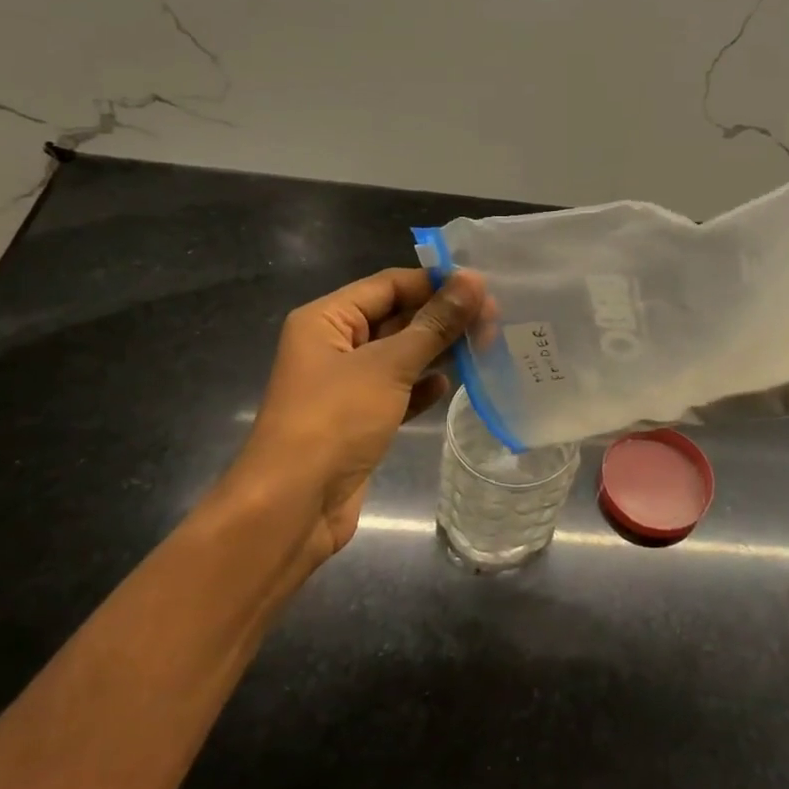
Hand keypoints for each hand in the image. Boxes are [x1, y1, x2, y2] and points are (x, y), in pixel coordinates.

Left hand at [234, 267, 484, 558]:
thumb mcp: (388, 365)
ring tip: (485, 346)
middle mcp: (333, 345)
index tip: (485, 288)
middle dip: (441, 318)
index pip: (389, 285)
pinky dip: (421, 387)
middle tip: (495, 320)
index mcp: (327, 319)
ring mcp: (345, 385)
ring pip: (399, 355)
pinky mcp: (358, 420)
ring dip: (437, 351)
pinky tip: (449, 385)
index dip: (435, 283)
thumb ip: (434, 324)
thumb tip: (473, 281)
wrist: (293, 506)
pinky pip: (396, 391)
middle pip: (395, 317)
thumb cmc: (335, 421)